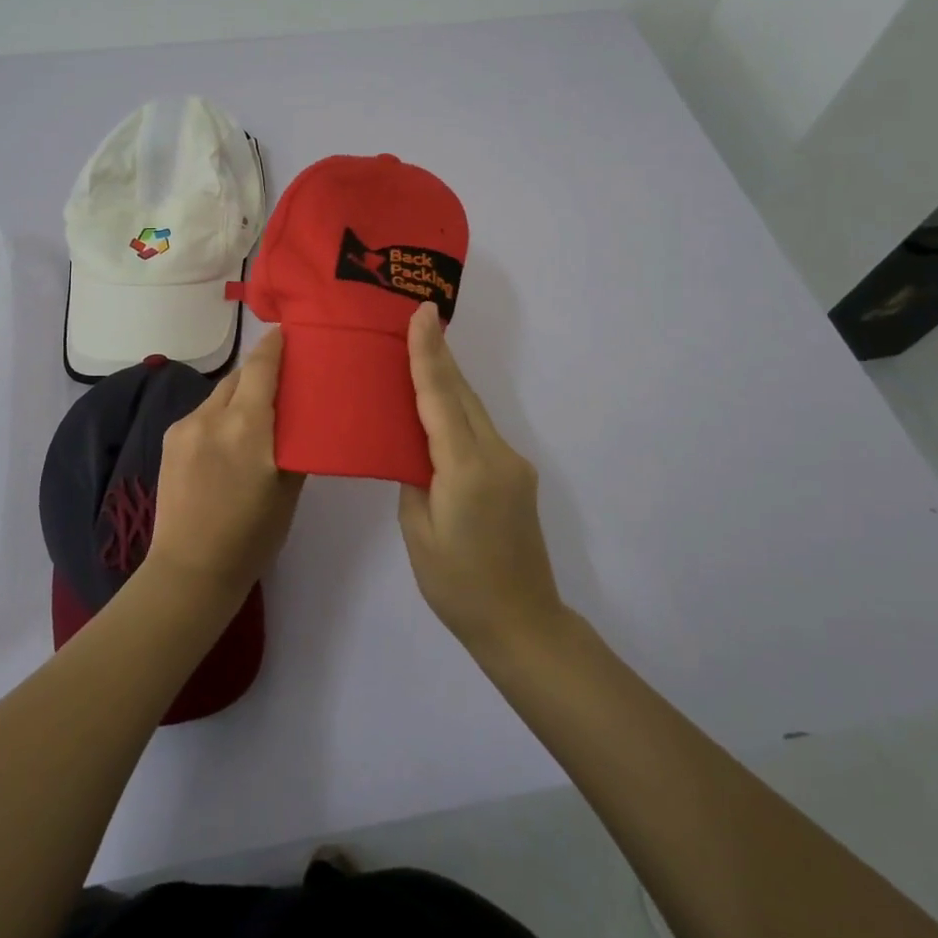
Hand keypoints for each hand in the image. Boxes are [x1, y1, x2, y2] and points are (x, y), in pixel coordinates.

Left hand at [148, 328, 304, 606]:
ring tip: (257, 416)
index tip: (289, 333)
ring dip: (240, 396)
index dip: (276, 344)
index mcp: (247, 426)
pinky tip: (228, 441)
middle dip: (261, 373)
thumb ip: (295, 443)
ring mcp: (185, 426)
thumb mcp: (288, 489)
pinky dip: (220, 415)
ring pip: (220, 394)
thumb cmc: (252, 536)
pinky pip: (203, 413)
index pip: (262, 366)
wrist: (189, 570)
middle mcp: (213, 416)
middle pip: (240, 376)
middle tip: (284, 381)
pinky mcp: (170, 439)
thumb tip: (301, 415)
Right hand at [398, 302, 564, 652]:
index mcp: (466, 470)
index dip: (429, 354)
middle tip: (416, 318)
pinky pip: (481, 431)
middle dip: (439, 356)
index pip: (441, 399)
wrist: (523, 622)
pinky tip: (439, 409)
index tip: (422, 314)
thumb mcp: (419, 532)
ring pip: (474, 410)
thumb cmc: (457, 585)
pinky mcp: (518, 475)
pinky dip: (458, 412)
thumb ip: (415, 479)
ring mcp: (513, 464)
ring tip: (421, 353)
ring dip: (448, 382)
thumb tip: (414, 448)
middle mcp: (496, 456)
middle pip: (462, 395)